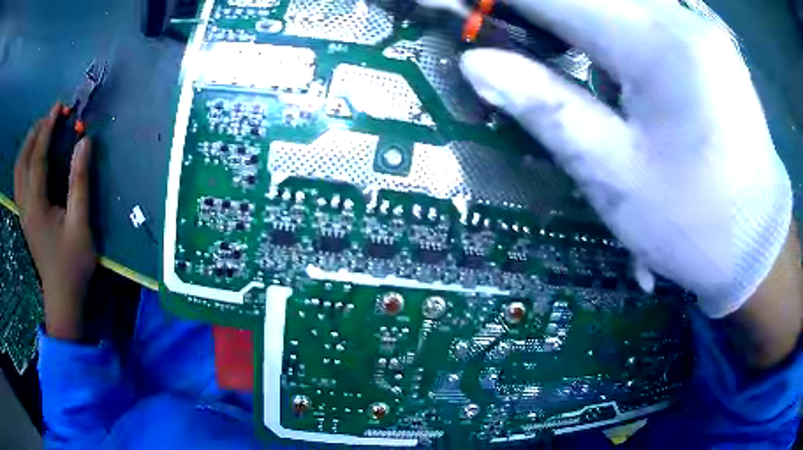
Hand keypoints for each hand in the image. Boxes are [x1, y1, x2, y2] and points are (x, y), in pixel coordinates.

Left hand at [14, 104, 95, 339]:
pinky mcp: (25, 218)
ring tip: (41, 131)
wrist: (62, 298)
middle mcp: (25, 205)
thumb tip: (83, 142)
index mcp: (36, 205)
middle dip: (35, 133)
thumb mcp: (80, 224)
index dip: (48, 129)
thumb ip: (79, 182)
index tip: (59, 107)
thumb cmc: (73, 264)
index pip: (38, 157)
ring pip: (18, 171)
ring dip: (27, 146)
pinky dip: (24, 161)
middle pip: (22, 160)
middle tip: (50, 117)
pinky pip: (19, 181)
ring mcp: (23, 212)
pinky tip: (33, 157)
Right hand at [459, 0, 792, 318]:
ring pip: (617, 3)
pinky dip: (610, 30)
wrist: (758, 244)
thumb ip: (545, 105)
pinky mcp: (707, 43)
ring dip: (574, 20)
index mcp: (660, 49)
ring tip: (550, 56)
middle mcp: (682, 20)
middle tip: (497, 34)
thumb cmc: (694, 227)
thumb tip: (475, 62)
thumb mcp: (614, 176)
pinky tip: (611, 71)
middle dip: (537, 10)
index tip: (460, 8)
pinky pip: (645, 17)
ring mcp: (700, 28)